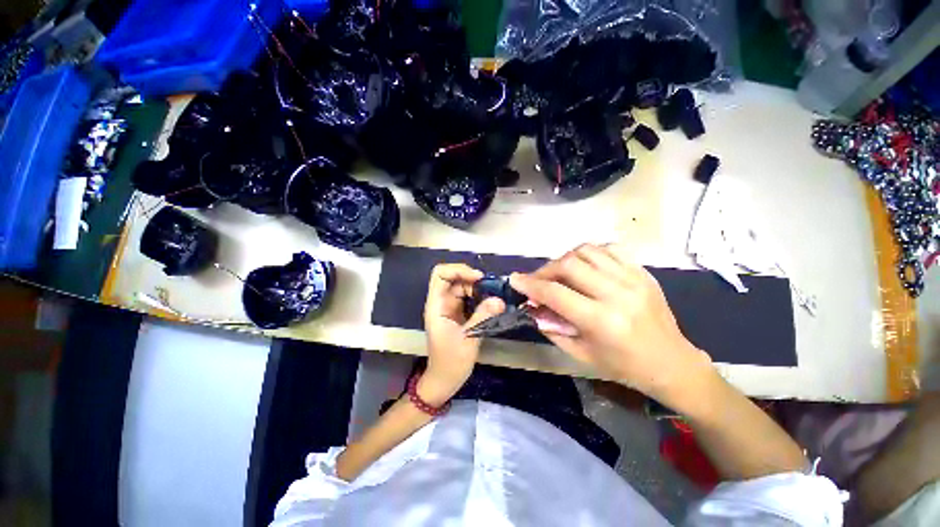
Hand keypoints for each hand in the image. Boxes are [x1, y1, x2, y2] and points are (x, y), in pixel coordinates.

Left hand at [420, 264, 504, 405]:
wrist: (444, 381)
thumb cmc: (451, 362)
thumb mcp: (469, 338)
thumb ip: (483, 316)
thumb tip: (499, 299)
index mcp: (437, 305)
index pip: (440, 275)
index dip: (458, 270)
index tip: (478, 278)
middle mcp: (441, 303)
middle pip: (453, 278)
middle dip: (472, 278)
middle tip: (492, 287)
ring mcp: (449, 308)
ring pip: (462, 287)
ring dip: (478, 288)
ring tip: (495, 295)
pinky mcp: (457, 315)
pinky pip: (468, 298)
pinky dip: (479, 297)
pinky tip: (491, 303)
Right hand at [510, 244, 712, 401]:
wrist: (671, 362)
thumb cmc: (623, 366)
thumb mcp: (581, 354)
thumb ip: (552, 328)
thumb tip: (532, 306)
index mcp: (602, 321)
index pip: (555, 293)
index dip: (530, 285)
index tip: (514, 279)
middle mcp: (618, 294)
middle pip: (569, 265)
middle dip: (545, 270)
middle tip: (537, 280)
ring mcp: (633, 279)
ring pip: (586, 251)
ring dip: (564, 259)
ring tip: (559, 273)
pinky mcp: (643, 272)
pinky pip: (609, 249)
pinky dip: (589, 254)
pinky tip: (584, 266)